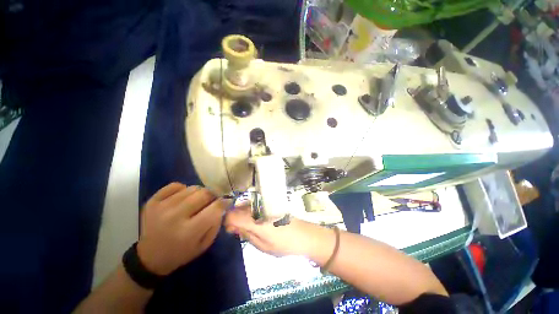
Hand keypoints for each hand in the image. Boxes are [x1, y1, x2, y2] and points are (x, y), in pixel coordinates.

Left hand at [136, 183, 229, 275]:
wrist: (149, 257)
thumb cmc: (181, 253)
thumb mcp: (204, 244)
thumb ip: (216, 223)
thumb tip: (223, 204)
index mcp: (189, 231)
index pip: (215, 207)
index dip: (224, 202)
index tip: (227, 202)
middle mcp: (175, 216)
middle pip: (204, 193)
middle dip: (213, 196)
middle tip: (211, 202)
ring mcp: (161, 207)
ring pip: (192, 188)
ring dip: (199, 193)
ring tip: (197, 201)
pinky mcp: (152, 202)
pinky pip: (175, 185)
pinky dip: (183, 189)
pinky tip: (183, 199)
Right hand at [224, 206, 315, 256]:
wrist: (303, 235)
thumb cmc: (283, 244)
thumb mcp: (262, 245)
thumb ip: (247, 234)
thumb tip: (233, 227)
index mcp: (255, 220)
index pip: (232, 215)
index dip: (227, 222)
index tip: (231, 231)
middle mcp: (258, 208)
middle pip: (238, 208)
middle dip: (234, 219)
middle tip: (238, 231)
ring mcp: (264, 204)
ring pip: (246, 206)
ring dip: (242, 215)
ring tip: (248, 227)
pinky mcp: (269, 203)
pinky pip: (254, 205)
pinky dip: (250, 212)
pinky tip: (255, 221)